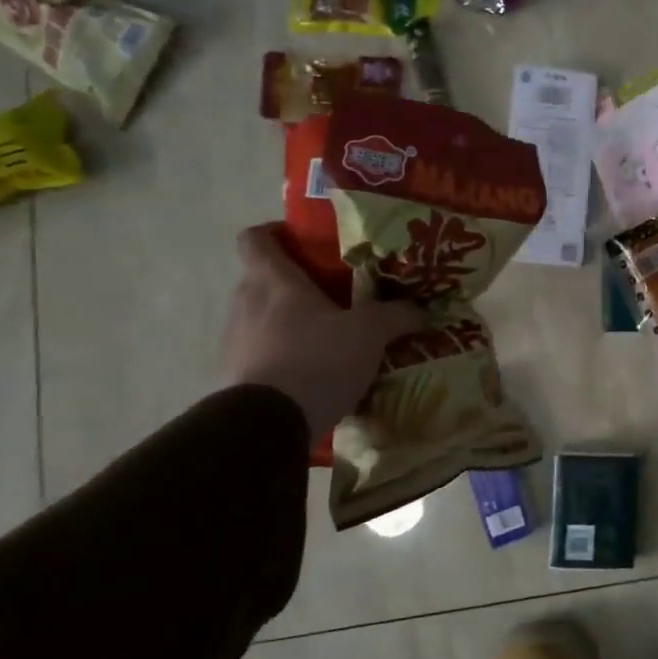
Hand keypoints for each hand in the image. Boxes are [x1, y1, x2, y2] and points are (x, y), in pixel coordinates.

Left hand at [222, 225, 423, 439]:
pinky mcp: (234, 376)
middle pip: (264, 279)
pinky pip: (262, 353)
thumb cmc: (317, 359)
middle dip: (297, 284)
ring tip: (329, 338)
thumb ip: (397, 315)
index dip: (277, 234)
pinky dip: (285, 356)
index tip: (305, 243)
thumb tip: (422, 310)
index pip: (256, 238)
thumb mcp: (370, 333)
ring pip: (263, 317)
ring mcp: (235, 341)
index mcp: (273, 280)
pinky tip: (315, 372)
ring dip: (291, 323)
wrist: (268, 424)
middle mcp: (245, 303)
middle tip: (336, 295)